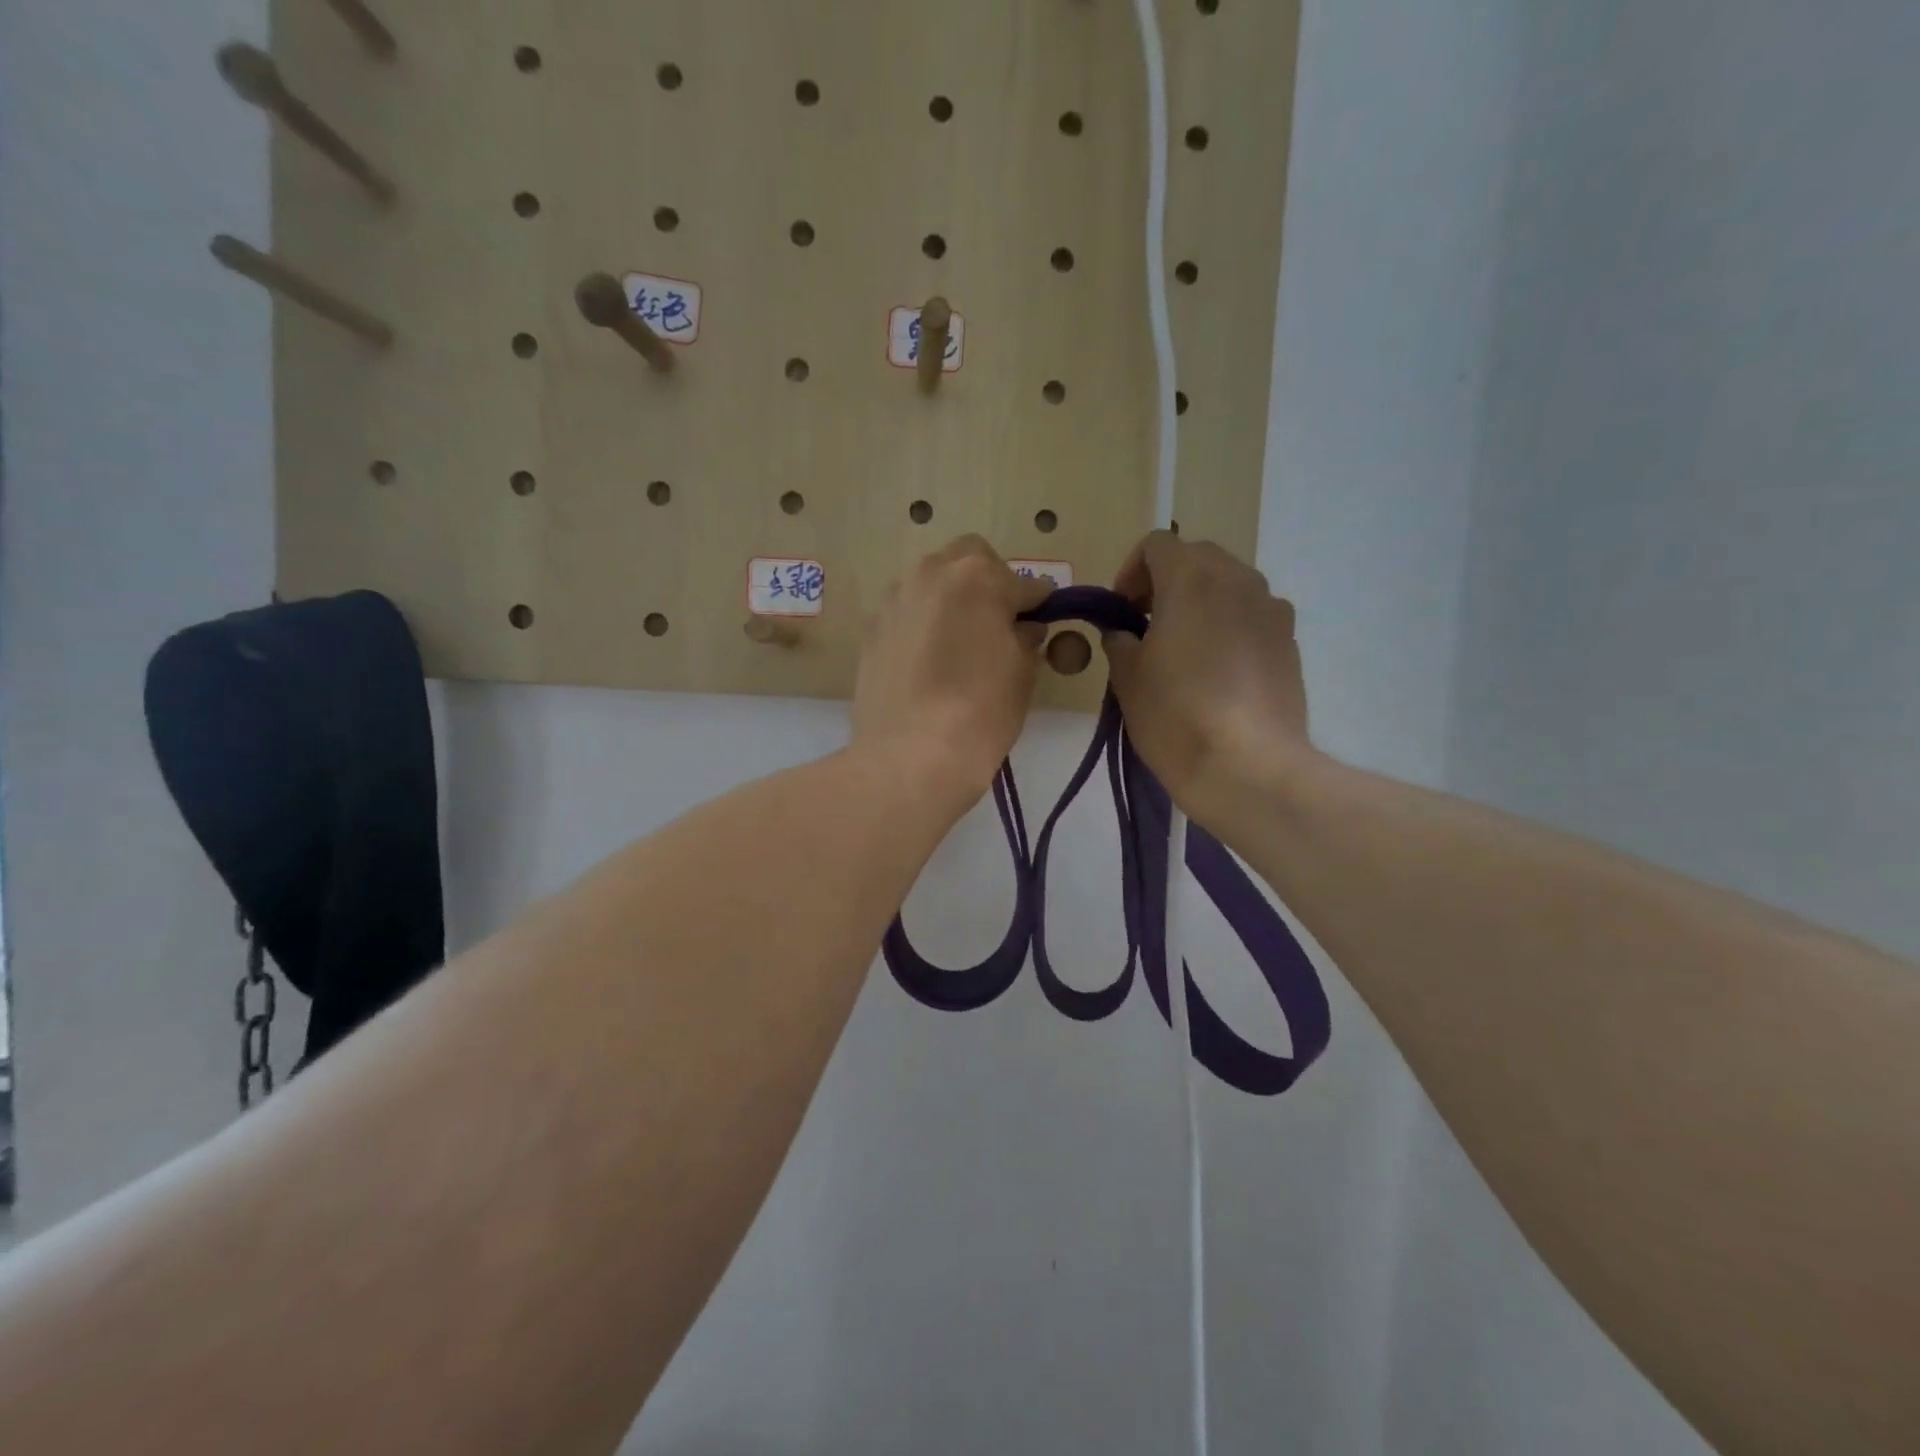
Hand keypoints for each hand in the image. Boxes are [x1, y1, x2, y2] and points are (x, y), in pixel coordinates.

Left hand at [853, 536, 1050, 810]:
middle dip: (988, 585)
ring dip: (951, 601)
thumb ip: (1027, 637)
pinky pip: (907, 614)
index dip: (1038, 605)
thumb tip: (1024, 627)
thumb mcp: (1022, 672)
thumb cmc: (981, 710)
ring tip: (959, 645)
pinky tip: (928, 663)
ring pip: (932, 584)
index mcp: (977, 575)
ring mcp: (893, 600)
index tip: (1042, 624)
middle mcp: (930, 573)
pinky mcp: (870, 630)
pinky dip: (922, 626)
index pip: (1024, 583)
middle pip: (969, 561)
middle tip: (998, 627)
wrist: (910, 755)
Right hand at [1103, 532, 1315, 819]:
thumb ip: (1119, 640)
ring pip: (1229, 585)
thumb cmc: (1176, 715)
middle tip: (1146, 626)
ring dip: (1200, 603)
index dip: (1131, 572)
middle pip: (1196, 558)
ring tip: (1183, 650)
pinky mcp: (1290, 642)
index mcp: (1191, 579)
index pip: (1156, 545)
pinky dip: (1229, 626)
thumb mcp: (1127, 678)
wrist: (1248, 766)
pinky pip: (1252, 616)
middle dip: (1166, 582)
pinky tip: (1217, 672)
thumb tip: (1123, 632)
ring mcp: (1271, 610)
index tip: (1121, 612)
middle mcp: (1238, 580)